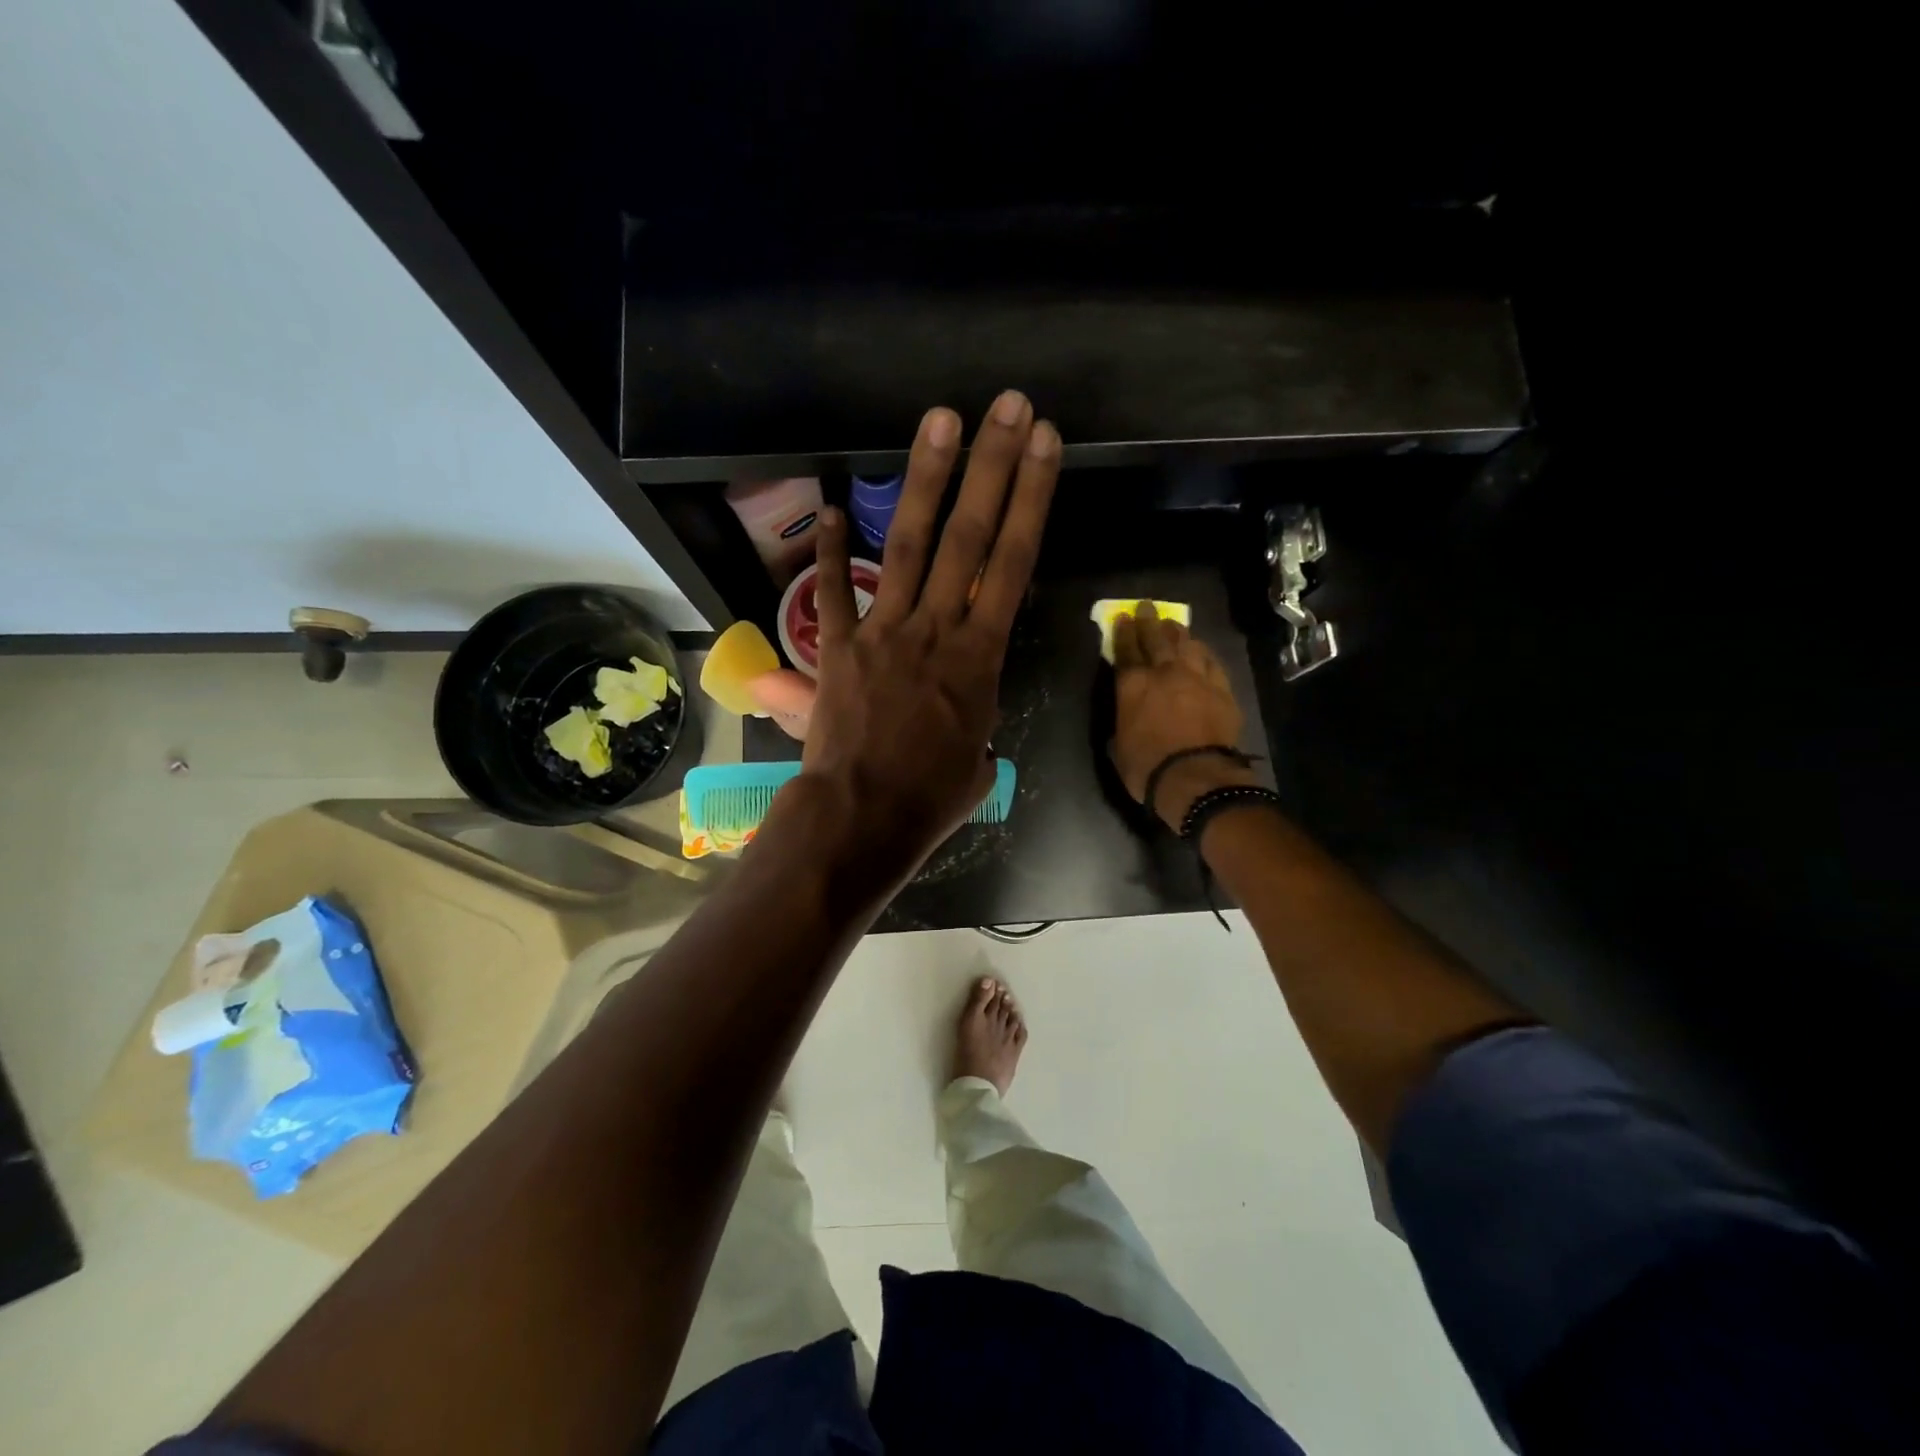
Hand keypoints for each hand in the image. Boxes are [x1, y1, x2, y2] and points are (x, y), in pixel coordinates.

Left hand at [796, 392, 1060, 881]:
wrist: (862, 820)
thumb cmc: (931, 799)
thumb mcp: (977, 760)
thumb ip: (975, 720)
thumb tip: (963, 713)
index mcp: (980, 658)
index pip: (1014, 562)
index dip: (1031, 498)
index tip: (1044, 444)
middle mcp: (935, 629)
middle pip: (968, 536)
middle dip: (991, 467)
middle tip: (1006, 406)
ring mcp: (883, 632)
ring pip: (908, 546)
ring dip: (925, 480)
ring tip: (940, 421)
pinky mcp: (837, 648)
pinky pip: (833, 593)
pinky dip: (831, 552)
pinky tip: (833, 507)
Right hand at [1109, 603, 1255, 829]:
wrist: (1196, 777)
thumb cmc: (1147, 767)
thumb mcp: (1118, 746)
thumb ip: (1121, 722)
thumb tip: (1125, 716)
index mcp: (1132, 685)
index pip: (1126, 650)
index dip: (1123, 632)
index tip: (1123, 618)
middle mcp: (1164, 673)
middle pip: (1157, 639)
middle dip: (1150, 621)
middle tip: (1147, 608)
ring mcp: (1197, 678)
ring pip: (1187, 645)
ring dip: (1178, 633)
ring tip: (1174, 625)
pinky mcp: (1222, 689)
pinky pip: (1212, 662)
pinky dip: (1203, 653)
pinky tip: (1201, 649)